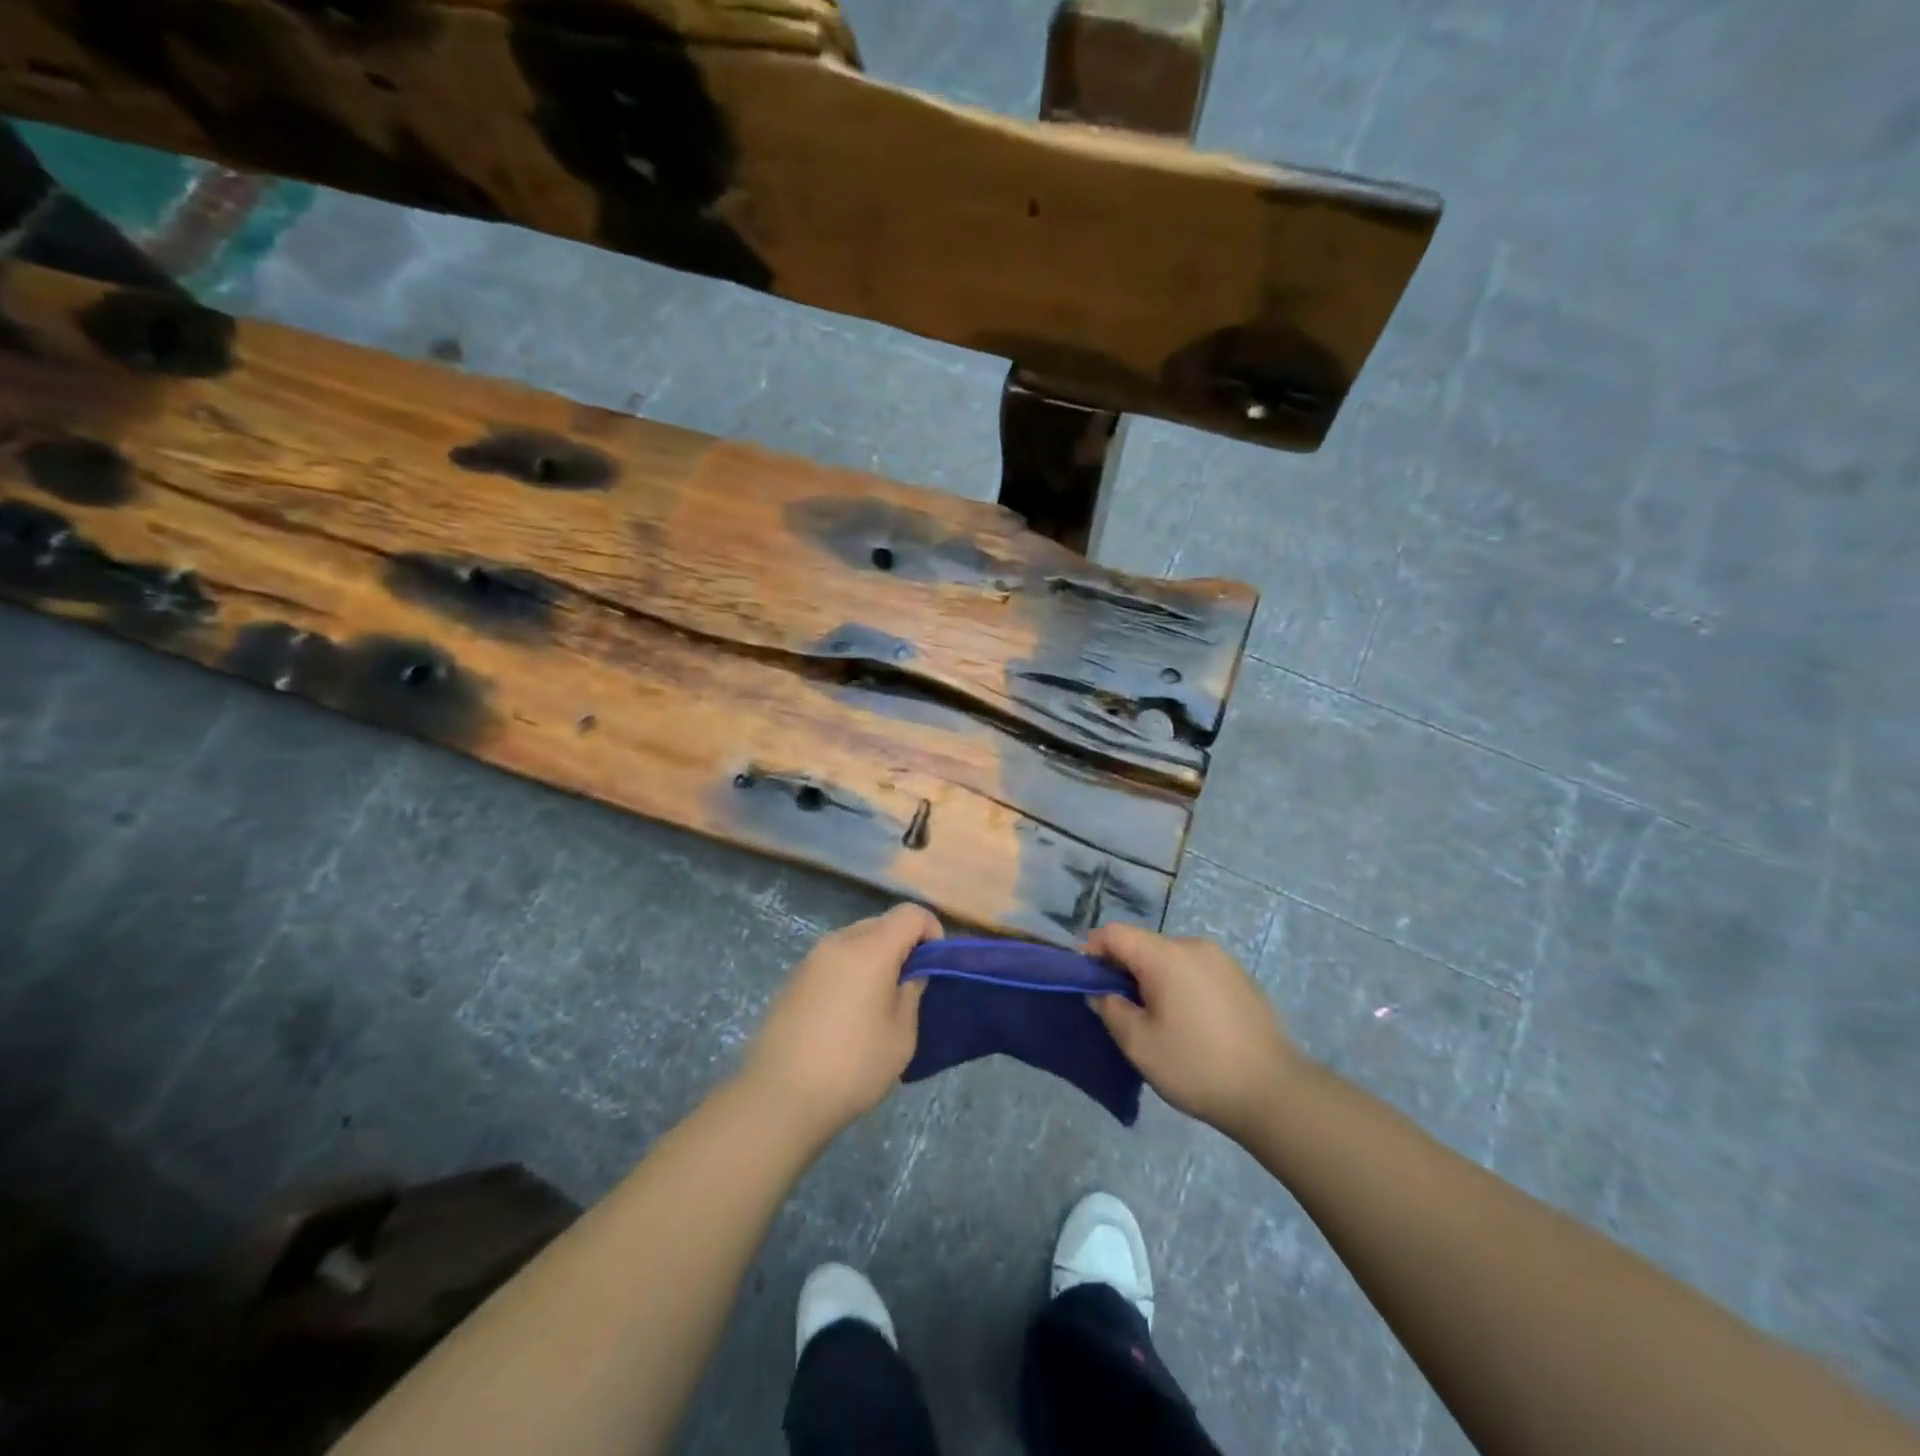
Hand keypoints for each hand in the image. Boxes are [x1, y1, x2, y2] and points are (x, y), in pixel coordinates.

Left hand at [741, 904, 941, 1140]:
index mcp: (870, 949)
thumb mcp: (901, 1035)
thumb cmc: (853, 1066)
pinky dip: (850, 971)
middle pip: (882, 923)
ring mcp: (811, 959)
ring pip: (856, 939)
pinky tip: (847, 1013)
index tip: (934, 966)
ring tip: (878, 1001)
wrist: (779, 1097)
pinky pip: (833, 959)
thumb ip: (912, 991)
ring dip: (875, 957)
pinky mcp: (793, 979)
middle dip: (903, 944)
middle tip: (909, 986)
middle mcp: (839, 942)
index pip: (911, 914)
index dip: (931, 931)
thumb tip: (911, 972)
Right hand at [1086, 924, 1303, 1143]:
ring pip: (1170, 957)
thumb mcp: (1139, 1044)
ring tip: (1155, 1019)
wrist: (1274, 1093)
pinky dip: (1180, 985)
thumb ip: (1111, 1009)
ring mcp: (1221, 960)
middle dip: (1123, 969)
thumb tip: (1102, 992)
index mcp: (1166, 955)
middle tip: (1120, 1009)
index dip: (1093, 951)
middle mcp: (1193, 946)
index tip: (1087, 983)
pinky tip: (1188, 1023)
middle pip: (1143, 944)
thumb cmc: (1197, 1066)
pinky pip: (1195, 970)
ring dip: (1152, 978)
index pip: (1115, 933)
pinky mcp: (1240, 978)